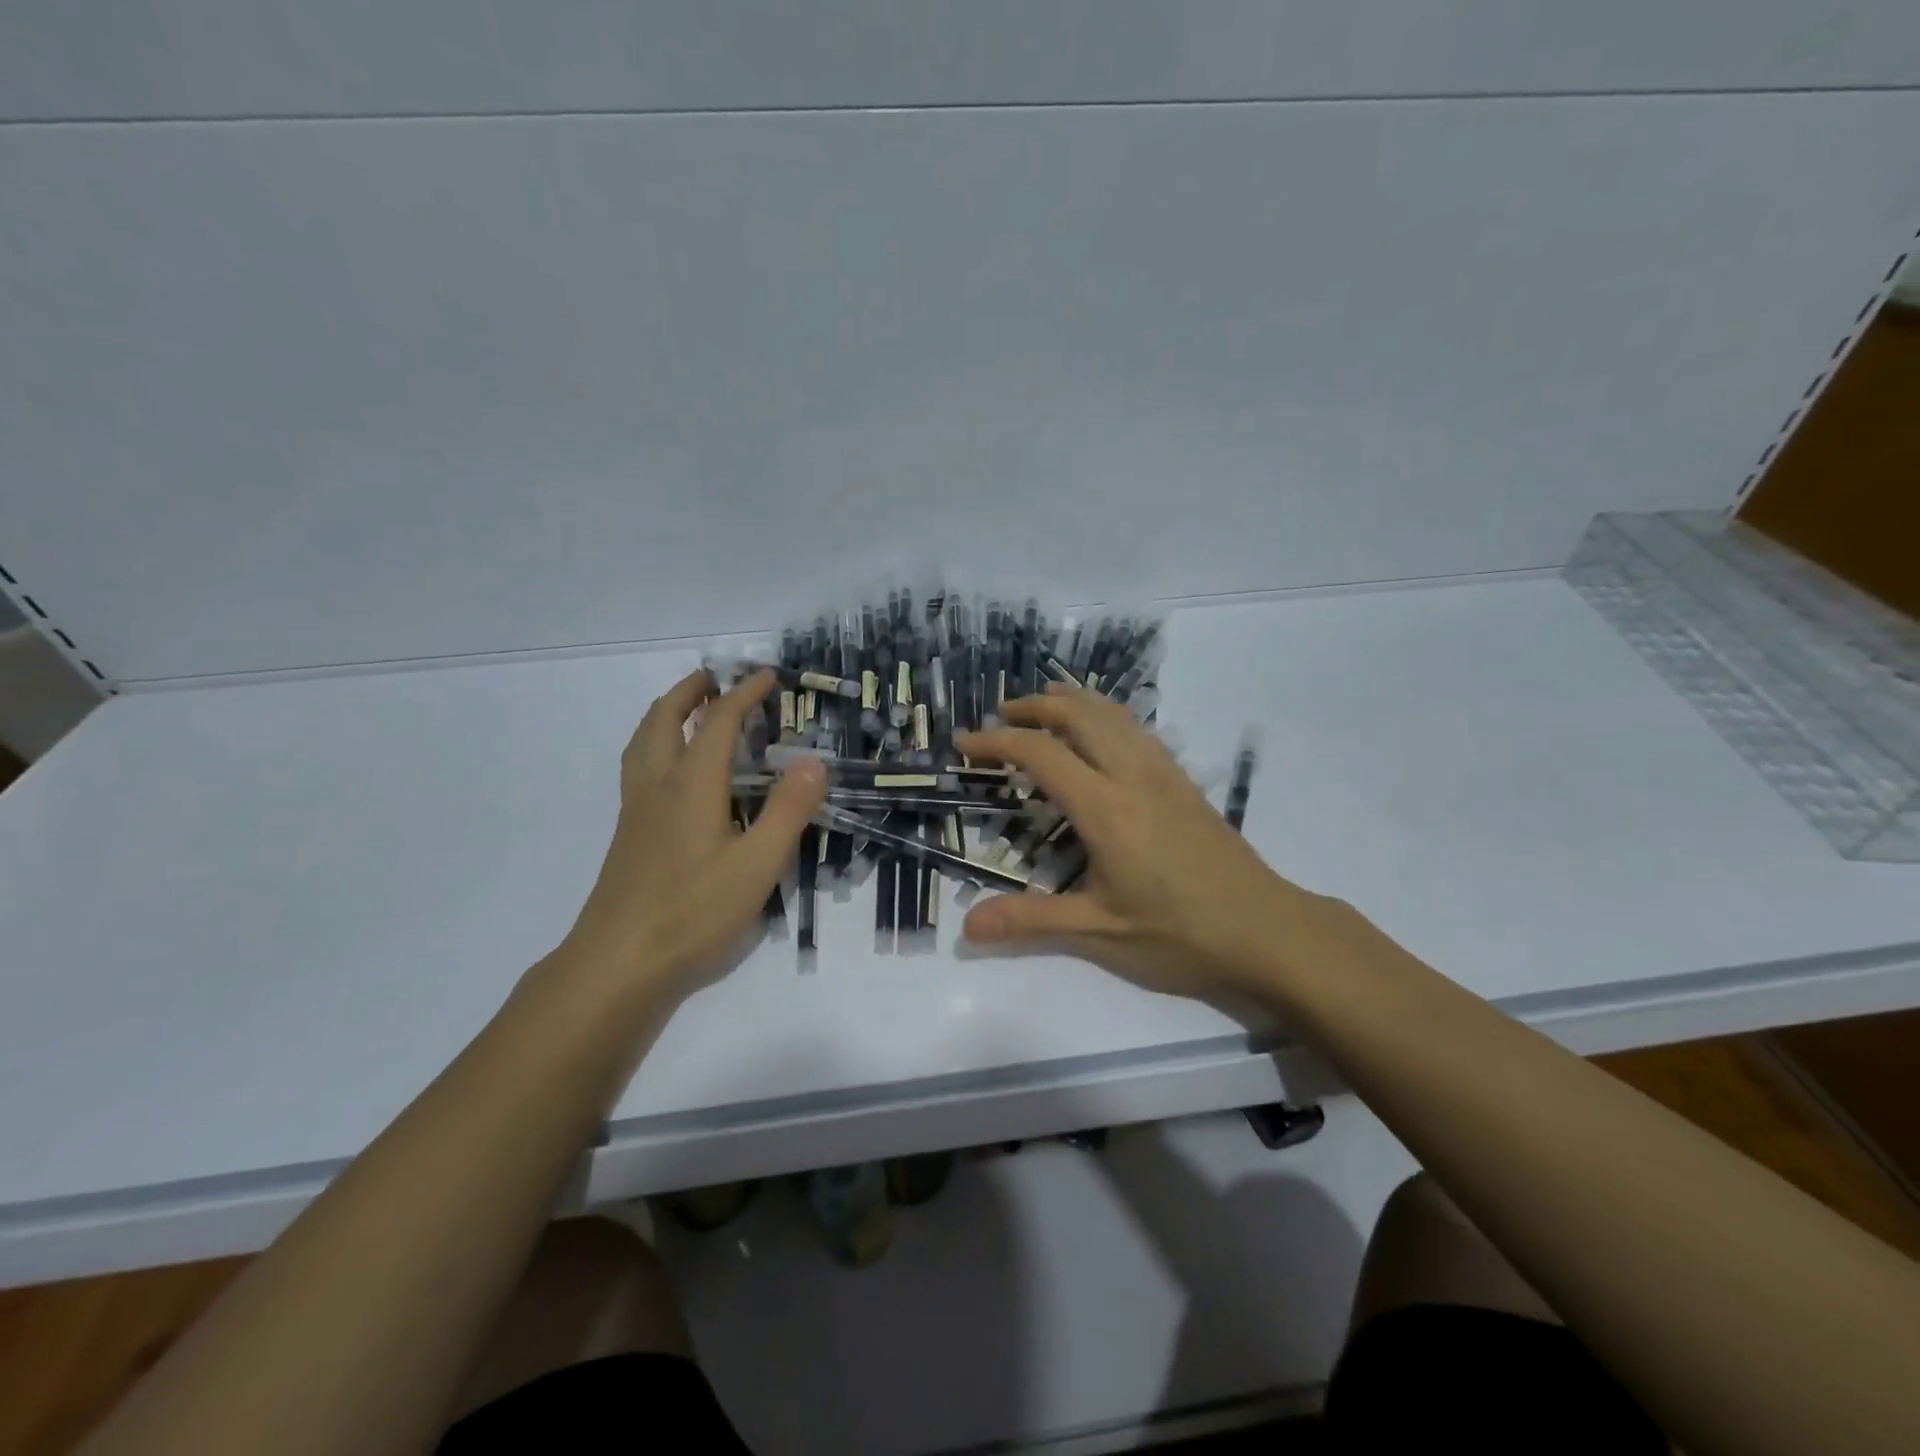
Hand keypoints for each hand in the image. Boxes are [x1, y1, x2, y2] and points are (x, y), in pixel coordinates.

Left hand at [551, 668, 824, 999]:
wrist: (619, 962)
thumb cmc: (694, 911)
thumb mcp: (758, 863)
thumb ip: (789, 810)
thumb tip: (814, 760)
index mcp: (692, 784)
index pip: (719, 722)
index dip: (744, 694)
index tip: (768, 676)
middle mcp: (658, 785)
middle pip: (665, 718)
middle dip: (691, 690)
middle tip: (715, 678)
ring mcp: (636, 810)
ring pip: (643, 741)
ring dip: (666, 712)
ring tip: (689, 709)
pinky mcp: (628, 834)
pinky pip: (638, 765)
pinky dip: (655, 743)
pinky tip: (670, 770)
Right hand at [957, 687, 1354, 1002]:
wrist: (1267, 931)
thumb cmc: (1180, 934)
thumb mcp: (1100, 931)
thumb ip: (1031, 921)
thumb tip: (967, 926)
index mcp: (1105, 807)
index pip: (1041, 753)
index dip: (997, 742)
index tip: (965, 744)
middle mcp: (1133, 776)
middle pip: (1079, 714)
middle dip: (1034, 705)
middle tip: (1001, 715)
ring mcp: (1164, 774)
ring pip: (1113, 714)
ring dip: (1072, 702)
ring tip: (1043, 708)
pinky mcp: (1184, 782)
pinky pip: (1137, 729)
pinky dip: (1105, 716)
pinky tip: (1100, 737)